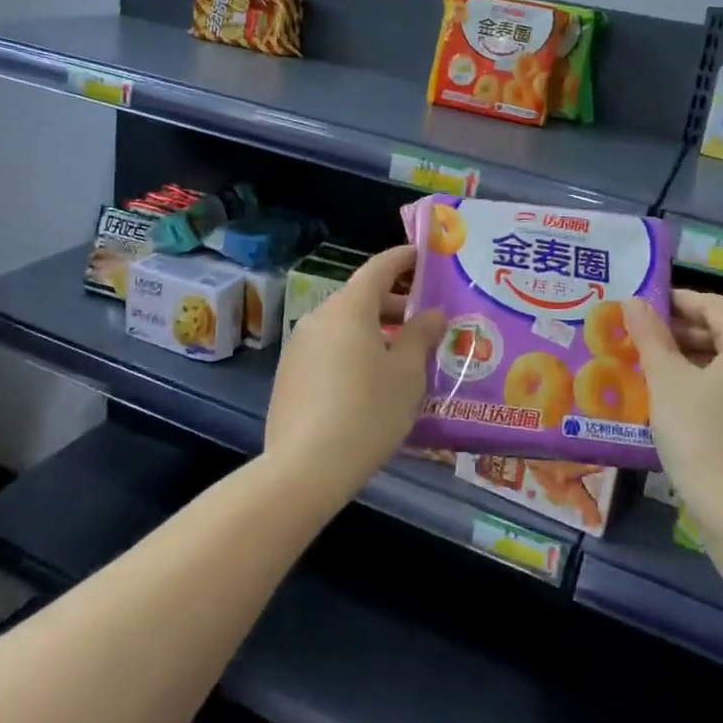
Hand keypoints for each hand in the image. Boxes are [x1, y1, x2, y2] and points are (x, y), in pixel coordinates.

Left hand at [264, 245, 445, 508]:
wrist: (305, 468)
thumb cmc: (368, 411)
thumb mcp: (407, 373)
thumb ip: (422, 336)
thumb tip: (433, 313)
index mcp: (350, 308)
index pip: (379, 268)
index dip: (403, 258)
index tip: (422, 254)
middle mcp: (319, 317)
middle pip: (360, 298)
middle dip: (394, 303)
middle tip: (425, 319)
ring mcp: (299, 347)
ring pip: (344, 326)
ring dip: (374, 331)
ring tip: (404, 355)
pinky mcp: (289, 375)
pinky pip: (329, 350)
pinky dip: (353, 352)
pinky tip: (372, 381)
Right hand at [624, 290, 722, 513]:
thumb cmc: (699, 432)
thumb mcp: (666, 379)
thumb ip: (650, 335)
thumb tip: (635, 300)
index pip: (716, 306)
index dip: (679, 301)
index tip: (646, 307)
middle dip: (685, 331)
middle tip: (646, 336)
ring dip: (695, 358)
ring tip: (657, 366)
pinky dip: (710, 384)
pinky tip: (681, 400)